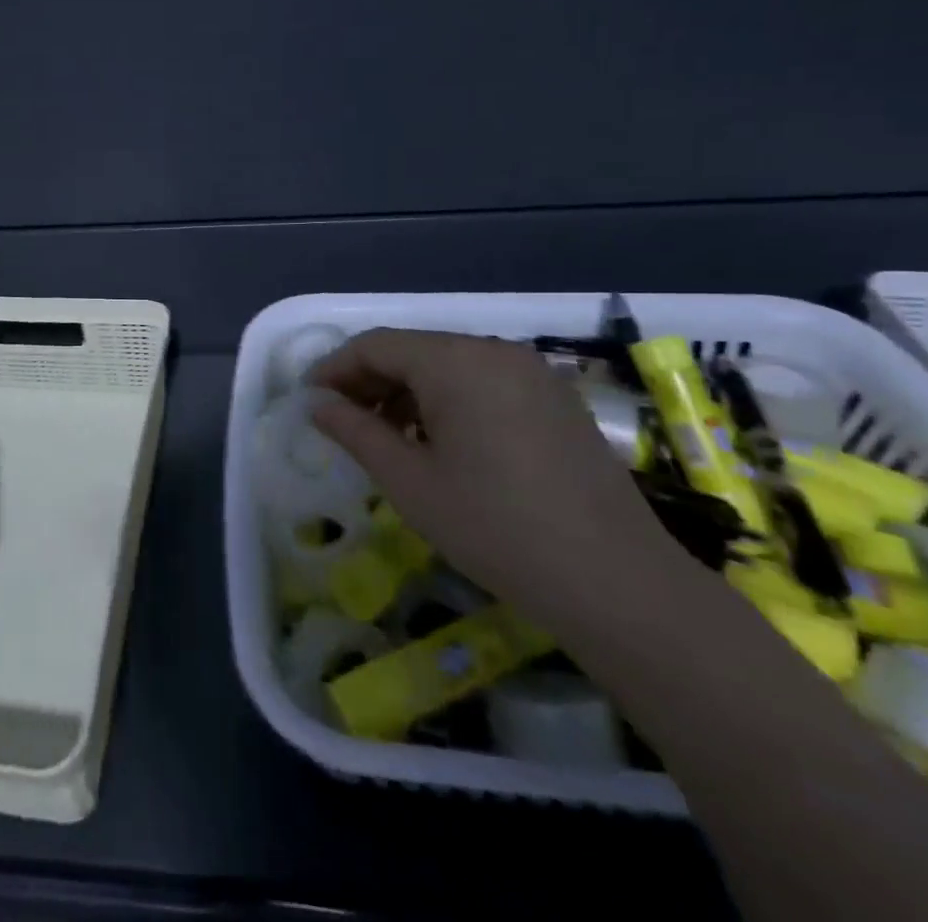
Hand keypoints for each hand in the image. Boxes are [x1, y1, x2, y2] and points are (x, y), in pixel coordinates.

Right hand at [309, 330, 687, 629]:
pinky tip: (441, 446)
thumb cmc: (495, 528)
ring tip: (389, 441)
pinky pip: (484, 384)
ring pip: (449, 367)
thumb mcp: (410, 482)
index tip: (310, 402)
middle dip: (371, 382)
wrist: (617, 583)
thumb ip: (355, 431)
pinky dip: (449, 403)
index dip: (335, 369)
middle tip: (342, 423)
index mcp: (456, 361)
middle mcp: (495, 351)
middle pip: (414, 351)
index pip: (376, 345)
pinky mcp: (555, 400)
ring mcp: (532, 374)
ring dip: (409, 394)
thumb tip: (317, 404)